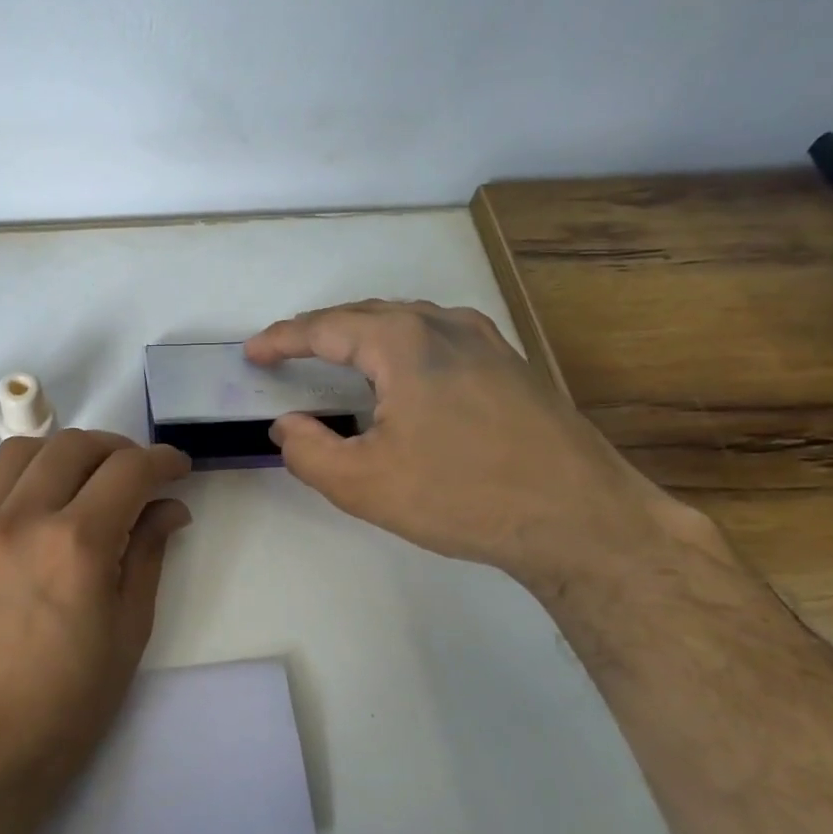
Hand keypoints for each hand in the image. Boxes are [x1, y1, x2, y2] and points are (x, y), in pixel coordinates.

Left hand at [0, 430, 192, 830]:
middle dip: (119, 449)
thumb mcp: (126, 636)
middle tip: (140, 475)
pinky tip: (45, 505)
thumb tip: (167, 510)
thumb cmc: (62, 712)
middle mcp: (23, 519)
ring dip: (67, 451)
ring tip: (90, 479)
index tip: (179, 470)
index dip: (163, 461)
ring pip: (26, 450)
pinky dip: (28, 473)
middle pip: (76, 446)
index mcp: (76, 546)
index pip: (128, 471)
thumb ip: (147, 557)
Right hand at [246, 300, 684, 596]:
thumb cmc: (462, 496)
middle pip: (366, 315)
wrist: (580, 518)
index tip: (252, 352)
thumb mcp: (364, 484)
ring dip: (362, 333)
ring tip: (336, 355)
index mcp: (403, 342)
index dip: (282, 339)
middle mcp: (444, 325)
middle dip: (319, 330)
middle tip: (286, 352)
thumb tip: (287, 426)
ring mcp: (486, 340)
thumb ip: (309, 451)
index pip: (325, 327)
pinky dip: (402, 344)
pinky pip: (439, 337)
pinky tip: (404, 371)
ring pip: (406, 321)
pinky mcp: (511, 364)